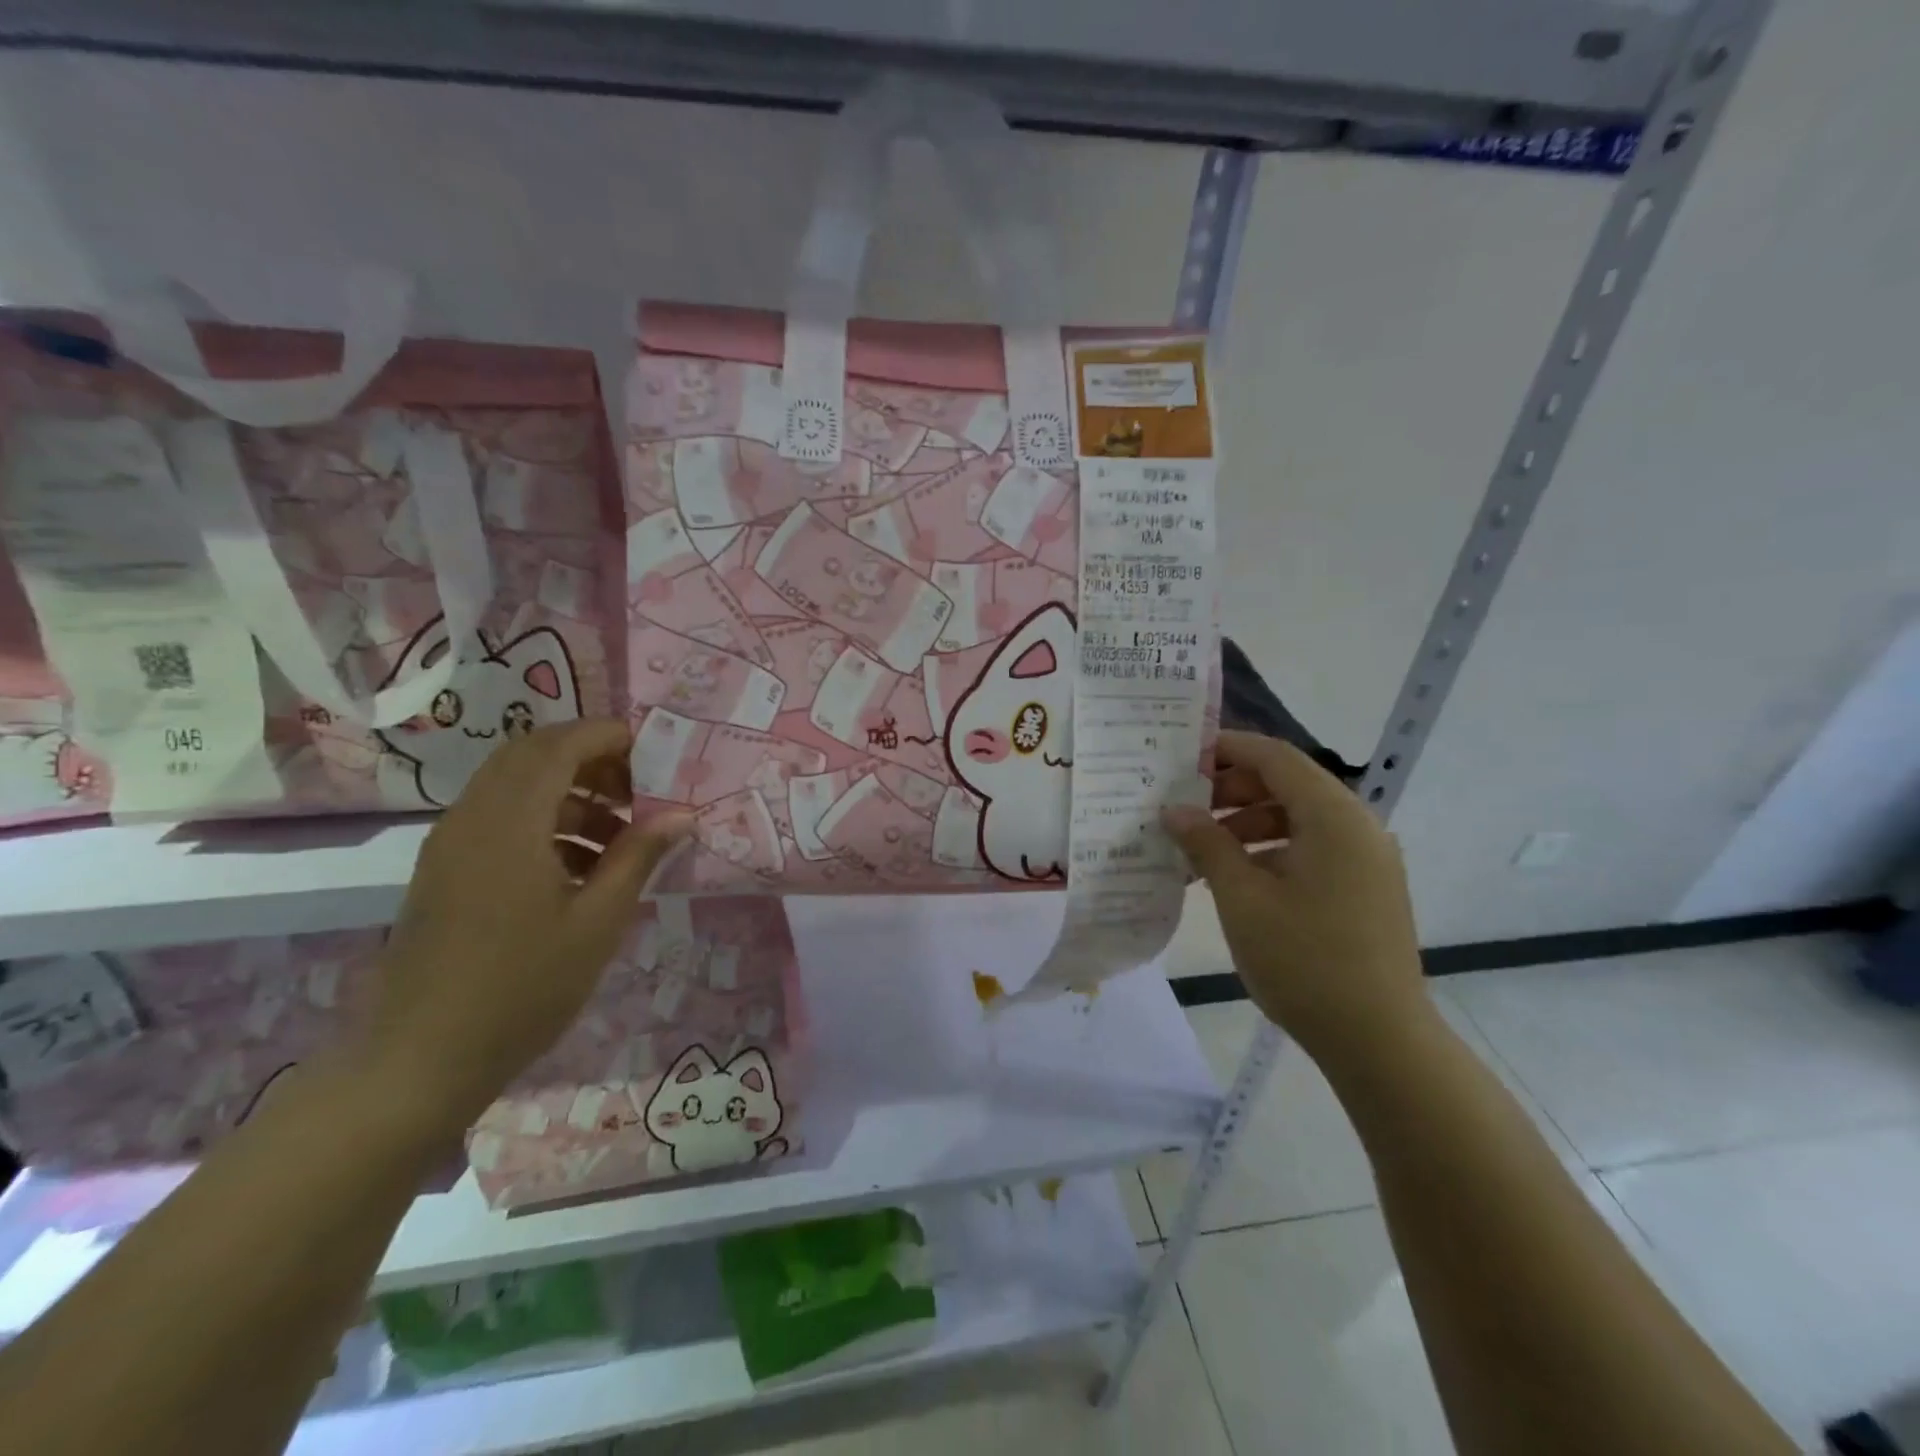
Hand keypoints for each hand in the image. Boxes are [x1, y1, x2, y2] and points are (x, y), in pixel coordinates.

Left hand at [368, 720, 691, 1133]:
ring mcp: (451, 843)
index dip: (608, 737)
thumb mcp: (598, 922)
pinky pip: (498, 816)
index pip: (559, 745)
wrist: (420, 1060)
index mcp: (509, 824)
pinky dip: (544, 818)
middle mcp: (472, 818)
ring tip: (619, 835)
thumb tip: (682, 813)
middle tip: (638, 791)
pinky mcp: (444, 869)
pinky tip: (579, 866)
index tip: (654, 755)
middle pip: (532, 754)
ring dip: (570, 791)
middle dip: (591, 759)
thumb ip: (639, 856)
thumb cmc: (522, 990)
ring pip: (514, 784)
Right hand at [1163, 730, 1430, 1073]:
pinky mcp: (1366, 889)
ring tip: (1202, 850)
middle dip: (1232, 791)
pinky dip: (1272, 851)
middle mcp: (1357, 827)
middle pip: (1288, 785)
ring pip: (1298, 819)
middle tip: (1185, 809)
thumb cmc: (1305, 960)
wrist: (1380, 1041)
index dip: (1227, 749)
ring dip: (1248, 824)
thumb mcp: (1242, 898)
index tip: (1182, 757)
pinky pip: (1312, 849)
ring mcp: (1367, 860)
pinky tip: (1236, 879)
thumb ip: (1206, 844)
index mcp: (1333, 817)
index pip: (1275, 758)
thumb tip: (1174, 809)